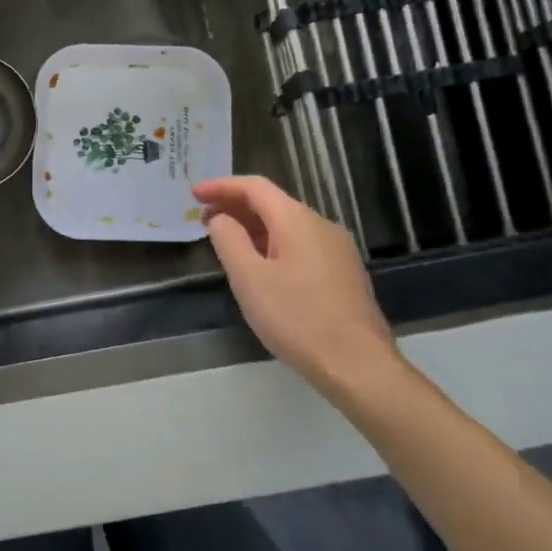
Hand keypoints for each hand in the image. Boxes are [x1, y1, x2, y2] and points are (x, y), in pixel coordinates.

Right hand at [194, 176, 403, 410]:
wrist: (357, 364)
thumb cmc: (297, 318)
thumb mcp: (250, 279)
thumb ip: (229, 240)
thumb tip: (220, 218)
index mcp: (297, 220)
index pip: (255, 187)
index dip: (221, 186)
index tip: (194, 194)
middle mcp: (321, 226)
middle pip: (272, 204)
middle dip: (235, 206)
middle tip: (202, 217)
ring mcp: (336, 250)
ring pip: (286, 226)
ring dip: (252, 227)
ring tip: (224, 240)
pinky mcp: (341, 273)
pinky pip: (299, 245)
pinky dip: (271, 244)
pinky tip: (258, 266)